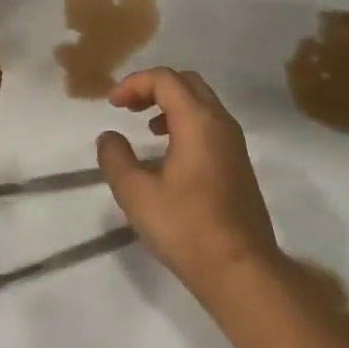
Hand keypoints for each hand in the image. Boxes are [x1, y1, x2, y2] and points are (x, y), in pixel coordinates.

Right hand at [96, 67, 280, 303]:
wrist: (240, 268)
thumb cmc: (185, 227)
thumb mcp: (136, 194)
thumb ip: (116, 158)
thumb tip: (109, 137)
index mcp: (198, 121)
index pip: (165, 79)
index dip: (134, 83)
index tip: (112, 104)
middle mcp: (221, 123)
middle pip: (187, 83)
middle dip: (154, 87)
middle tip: (128, 108)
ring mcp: (235, 143)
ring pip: (202, 103)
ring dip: (171, 105)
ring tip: (146, 128)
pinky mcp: (239, 163)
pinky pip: (211, 125)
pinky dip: (186, 123)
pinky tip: (169, 154)